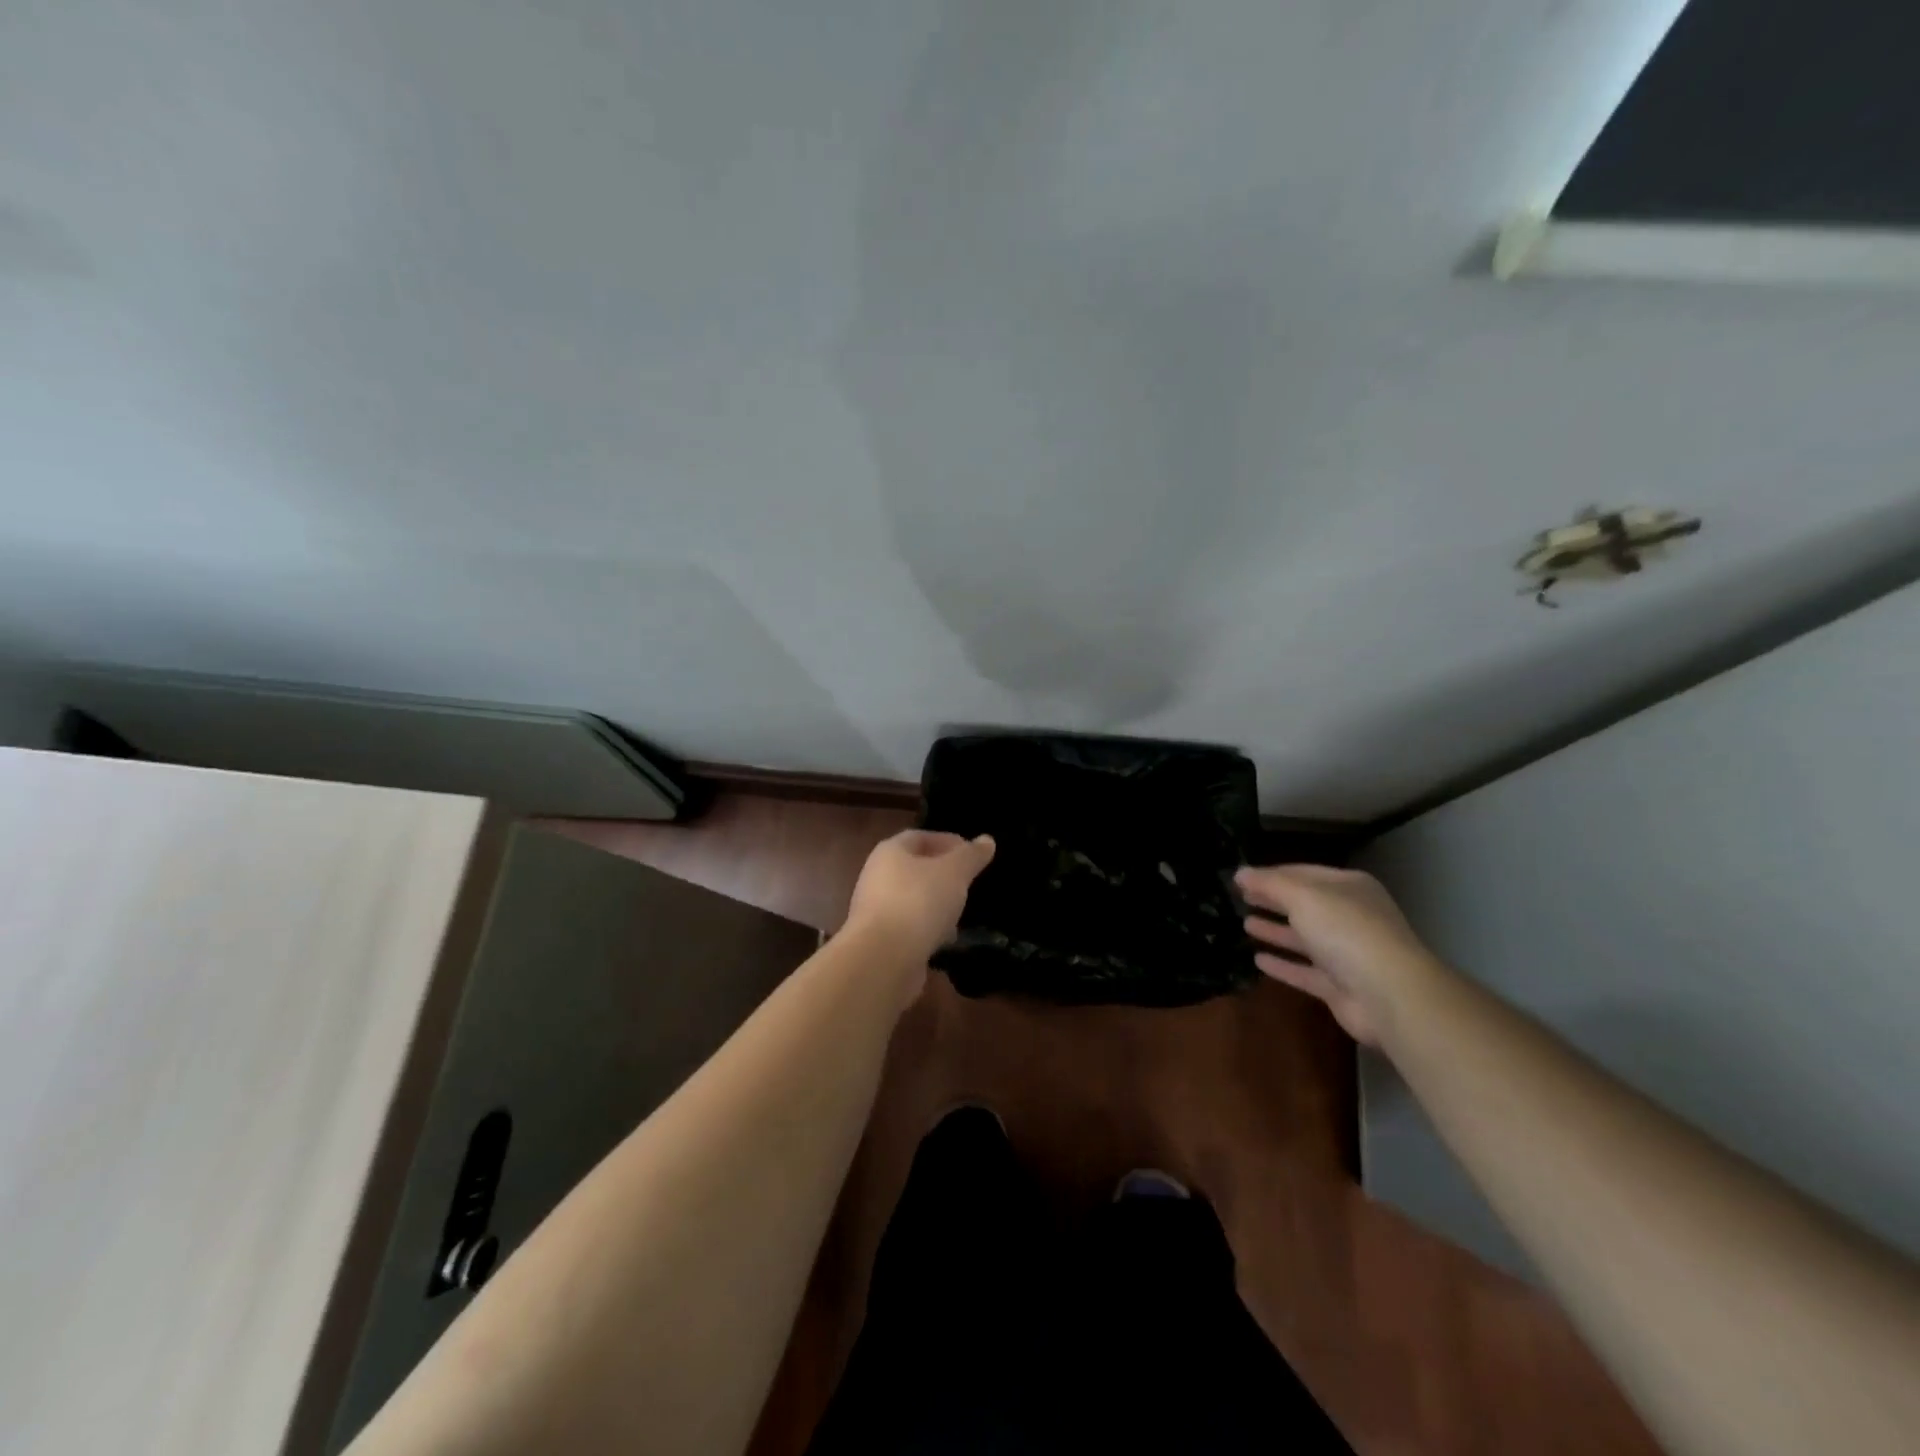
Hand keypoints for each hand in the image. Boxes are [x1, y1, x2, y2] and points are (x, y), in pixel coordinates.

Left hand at [846, 830, 995, 964]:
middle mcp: (877, 877)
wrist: (883, 959)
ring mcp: (875, 911)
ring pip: (912, 901)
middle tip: (969, 884)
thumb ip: (971, 856)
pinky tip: (946, 942)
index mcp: (890, 852)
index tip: (972, 854)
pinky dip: (928, 932)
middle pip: (914, 870)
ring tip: (961, 916)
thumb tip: (986, 840)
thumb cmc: (919, 902)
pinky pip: (909, 929)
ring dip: (936, 906)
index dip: (947, 841)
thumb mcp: (954, 873)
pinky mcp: (880, 941)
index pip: (919, 837)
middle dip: (943, 876)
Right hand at [1235, 864, 1437, 1045]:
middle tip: (1241, 898)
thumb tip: (1240, 873)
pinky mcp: (1340, 987)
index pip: (1303, 873)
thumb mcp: (1303, 897)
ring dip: (1276, 931)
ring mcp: (1347, 954)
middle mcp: (1350, 917)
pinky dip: (1283, 965)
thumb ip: (1269, 884)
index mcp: (1348, 888)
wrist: (1390, 995)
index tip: (1241, 878)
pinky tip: (1258, 960)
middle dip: (1273, 901)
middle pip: (1304, 905)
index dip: (1271, 874)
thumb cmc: (1347, 932)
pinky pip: (1305, 971)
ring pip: (1304, 938)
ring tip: (1245, 924)